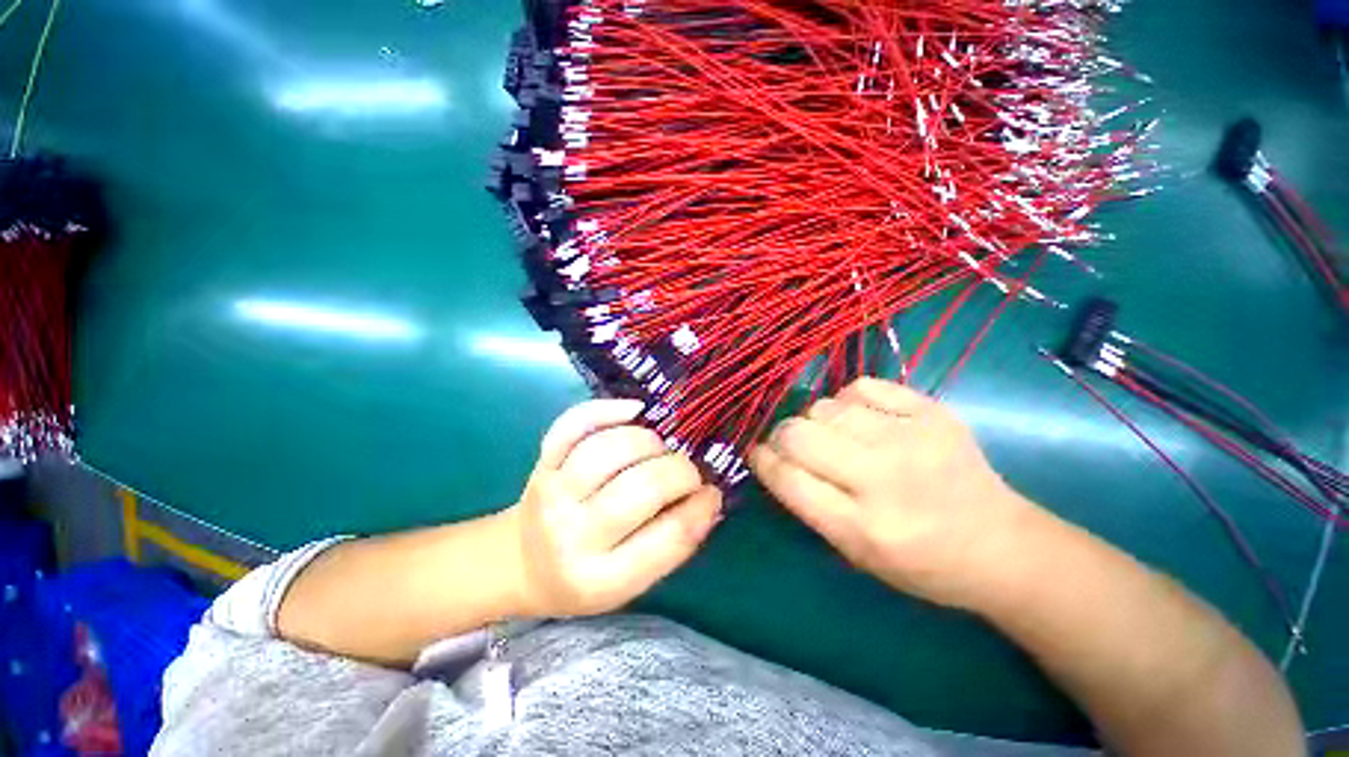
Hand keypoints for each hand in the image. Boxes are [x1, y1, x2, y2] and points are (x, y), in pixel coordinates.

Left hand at [510, 399, 722, 617]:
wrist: (521, 561)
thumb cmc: (583, 576)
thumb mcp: (629, 583)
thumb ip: (671, 543)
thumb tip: (709, 498)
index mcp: (602, 578)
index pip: (668, 537)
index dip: (701, 507)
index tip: (712, 492)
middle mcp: (572, 534)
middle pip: (641, 488)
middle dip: (679, 471)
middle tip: (689, 470)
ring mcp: (553, 492)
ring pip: (609, 450)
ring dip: (648, 441)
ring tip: (659, 449)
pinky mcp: (543, 461)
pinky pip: (573, 425)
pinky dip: (606, 410)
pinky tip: (633, 410)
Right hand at [749, 378, 1032, 609]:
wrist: (1001, 545)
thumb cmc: (922, 563)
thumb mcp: (855, 553)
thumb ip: (809, 505)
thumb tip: (773, 457)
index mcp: (864, 528)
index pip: (787, 480)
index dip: (763, 462)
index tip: (759, 455)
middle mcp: (884, 479)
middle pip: (799, 435)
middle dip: (782, 437)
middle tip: (789, 444)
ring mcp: (911, 438)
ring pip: (825, 407)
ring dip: (815, 420)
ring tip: (831, 434)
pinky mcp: (931, 412)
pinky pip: (862, 387)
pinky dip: (849, 400)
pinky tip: (859, 417)